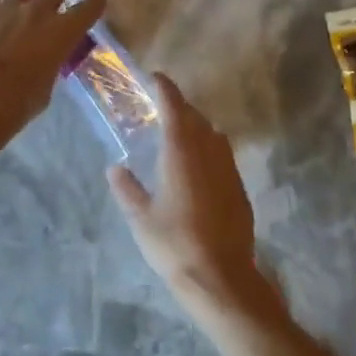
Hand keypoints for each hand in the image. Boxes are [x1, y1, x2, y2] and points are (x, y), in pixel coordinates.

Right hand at [108, 74, 270, 315]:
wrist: (221, 278)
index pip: (174, 108)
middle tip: (160, 110)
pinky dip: (209, 150)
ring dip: (197, 128)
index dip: (165, 89)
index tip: (155, 77)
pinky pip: (223, 156)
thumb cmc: (174, 245)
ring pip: (213, 136)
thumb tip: (115, 168)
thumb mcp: (141, 219)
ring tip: (179, 136)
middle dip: (179, 109)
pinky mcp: (240, 189)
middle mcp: (209, 153)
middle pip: (196, 118)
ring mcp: (229, 170)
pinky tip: (198, 168)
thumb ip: (127, 189)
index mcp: (181, 154)